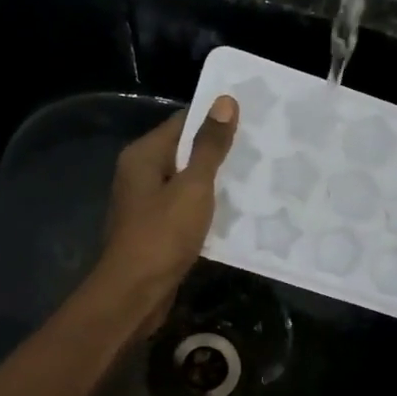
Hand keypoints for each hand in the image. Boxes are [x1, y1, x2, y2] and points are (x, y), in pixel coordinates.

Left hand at [93, 95, 238, 329]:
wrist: (134, 294)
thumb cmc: (162, 235)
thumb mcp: (193, 187)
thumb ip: (209, 147)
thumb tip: (224, 101)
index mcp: (143, 156)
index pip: (183, 123)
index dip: (214, 119)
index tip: (251, 118)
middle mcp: (140, 175)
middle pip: (184, 153)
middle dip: (219, 152)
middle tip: (261, 148)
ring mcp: (146, 205)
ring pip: (186, 184)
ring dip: (215, 184)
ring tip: (257, 177)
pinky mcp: (156, 231)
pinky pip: (185, 210)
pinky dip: (206, 210)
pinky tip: (236, 213)